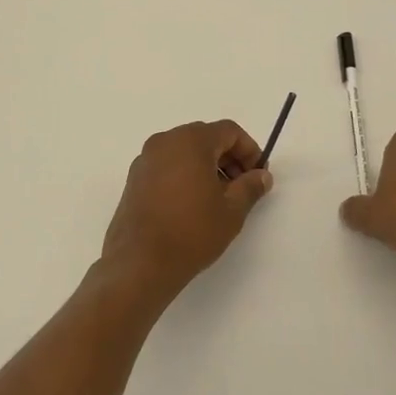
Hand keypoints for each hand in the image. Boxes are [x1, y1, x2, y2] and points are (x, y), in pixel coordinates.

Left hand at [102, 121, 272, 299]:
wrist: (140, 263)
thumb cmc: (191, 232)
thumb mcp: (232, 211)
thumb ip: (250, 186)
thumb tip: (261, 175)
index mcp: (190, 140)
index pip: (229, 131)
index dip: (249, 150)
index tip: (258, 175)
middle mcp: (165, 141)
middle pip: (205, 138)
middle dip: (228, 158)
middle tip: (241, 187)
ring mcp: (145, 159)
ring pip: (184, 151)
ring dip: (207, 167)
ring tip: (218, 199)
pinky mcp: (134, 179)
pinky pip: (167, 165)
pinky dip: (185, 175)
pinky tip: (192, 205)